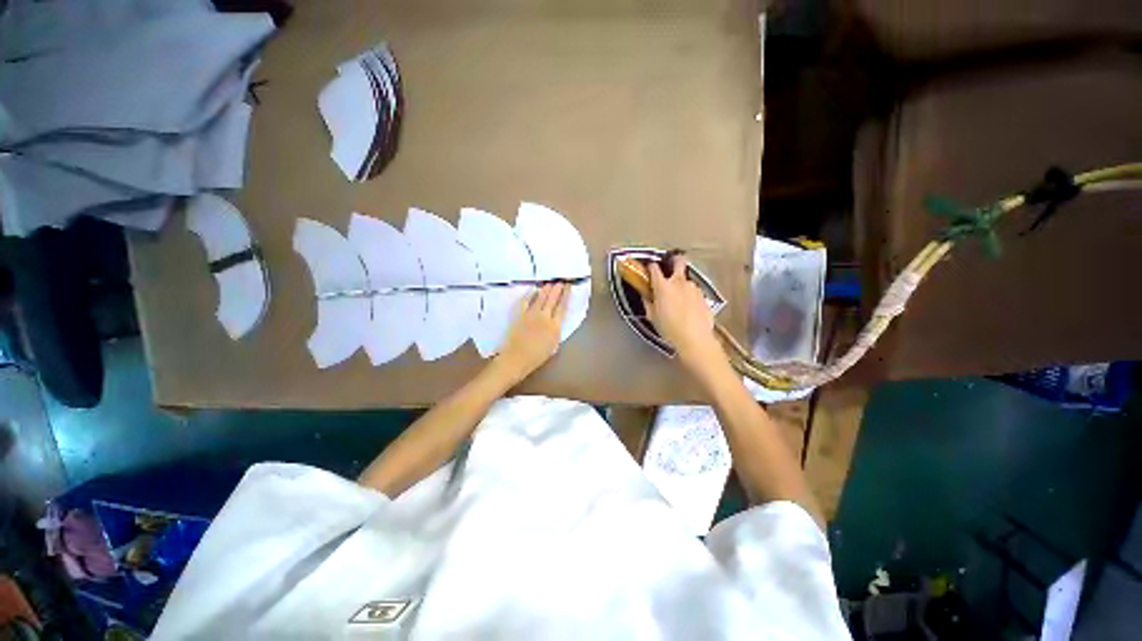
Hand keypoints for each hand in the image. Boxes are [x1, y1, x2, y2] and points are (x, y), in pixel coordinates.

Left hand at [493, 282, 568, 384]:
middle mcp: (545, 317)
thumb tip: (557, 322)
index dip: (566, 295)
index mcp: (555, 326)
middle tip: (561, 280)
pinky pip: (525, 301)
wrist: (517, 358)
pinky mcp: (520, 315)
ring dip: (546, 289)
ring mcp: (531, 314)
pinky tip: (533, 290)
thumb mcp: (554, 346)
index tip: (568, 287)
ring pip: (541, 298)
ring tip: (550, 283)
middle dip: (557, 288)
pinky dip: (529, 295)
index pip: (562, 307)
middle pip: (552, 299)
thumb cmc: (537, 357)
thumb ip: (556, 331)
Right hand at [648, 256, 724, 375]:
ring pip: (686, 279)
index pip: (654, 268)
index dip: (650, 266)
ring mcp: (693, 288)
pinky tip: (688, 308)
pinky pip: (694, 291)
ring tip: (678, 298)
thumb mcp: (653, 317)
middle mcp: (679, 282)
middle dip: (674, 260)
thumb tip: (646, 295)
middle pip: (678, 261)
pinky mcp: (703, 296)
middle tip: (670, 266)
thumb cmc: (669, 329)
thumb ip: (648, 302)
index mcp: (663, 286)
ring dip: (681, 284)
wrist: (695, 339)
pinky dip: (689, 295)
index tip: (649, 269)